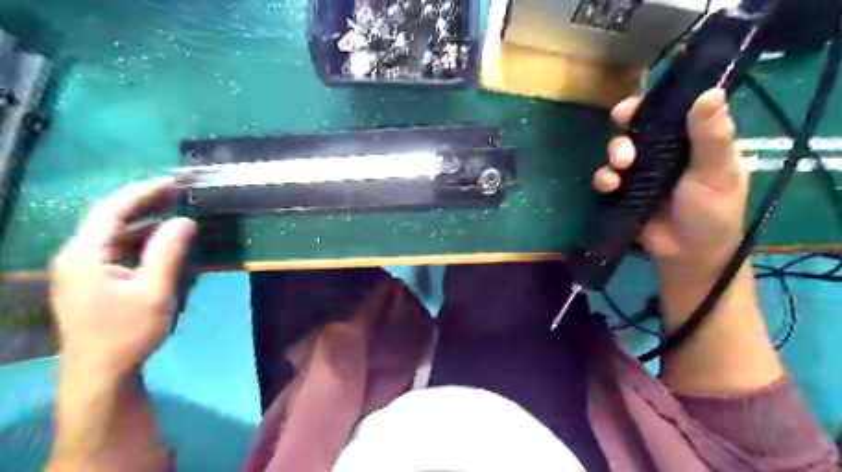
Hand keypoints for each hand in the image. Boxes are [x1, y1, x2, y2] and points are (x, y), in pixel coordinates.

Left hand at [50, 177, 197, 379]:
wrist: (99, 373)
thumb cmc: (126, 333)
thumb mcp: (153, 292)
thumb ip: (167, 253)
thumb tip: (184, 220)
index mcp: (84, 255)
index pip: (112, 210)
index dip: (143, 192)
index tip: (173, 182)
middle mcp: (76, 255)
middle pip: (109, 217)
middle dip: (144, 201)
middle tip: (178, 192)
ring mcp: (81, 268)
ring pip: (112, 232)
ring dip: (143, 219)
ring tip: (173, 209)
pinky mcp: (91, 279)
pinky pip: (115, 248)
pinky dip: (139, 238)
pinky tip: (160, 239)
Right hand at [592, 86, 749, 276]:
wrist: (688, 255)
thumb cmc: (712, 212)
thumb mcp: (718, 172)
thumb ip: (712, 136)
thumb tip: (710, 91)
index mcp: (691, 140)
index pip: (669, 112)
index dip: (649, 106)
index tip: (632, 107)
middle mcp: (664, 152)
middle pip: (636, 129)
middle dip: (625, 134)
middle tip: (625, 148)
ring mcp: (641, 172)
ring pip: (618, 151)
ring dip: (613, 154)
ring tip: (619, 170)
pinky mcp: (624, 191)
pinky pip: (607, 177)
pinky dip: (604, 179)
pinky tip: (609, 186)